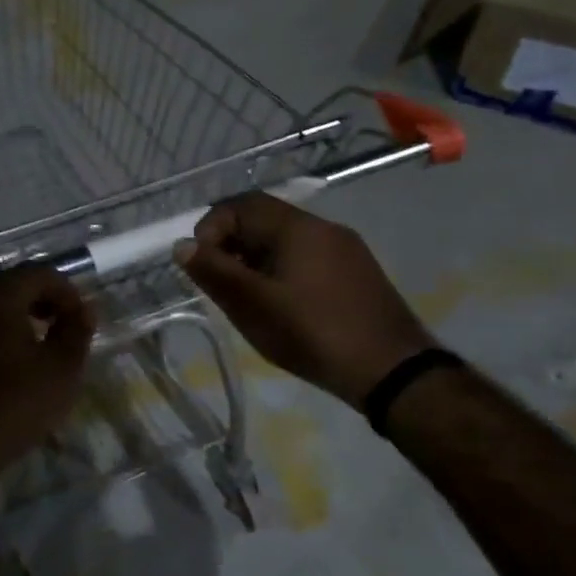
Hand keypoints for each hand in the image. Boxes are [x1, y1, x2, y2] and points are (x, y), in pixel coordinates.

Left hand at [0, 264, 95, 495]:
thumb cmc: (8, 407)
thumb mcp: (60, 372)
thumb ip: (76, 332)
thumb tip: (84, 310)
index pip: (40, 273)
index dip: (67, 293)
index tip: (81, 321)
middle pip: (9, 285)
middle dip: (38, 302)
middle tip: (58, 329)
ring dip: (11, 319)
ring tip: (31, 349)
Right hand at [176, 193, 432, 406]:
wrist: (394, 371)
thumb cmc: (314, 333)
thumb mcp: (253, 305)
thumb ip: (214, 272)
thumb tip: (181, 245)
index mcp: (297, 227)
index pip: (241, 204)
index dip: (211, 228)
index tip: (202, 266)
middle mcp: (323, 227)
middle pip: (264, 219)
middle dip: (232, 246)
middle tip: (221, 284)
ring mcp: (345, 249)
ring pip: (286, 241)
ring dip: (256, 260)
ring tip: (248, 299)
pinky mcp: (357, 273)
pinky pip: (307, 258)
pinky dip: (283, 271)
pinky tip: (283, 307)